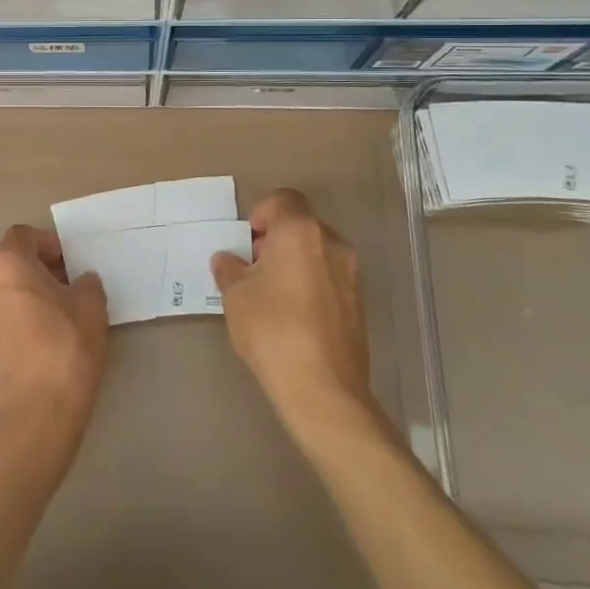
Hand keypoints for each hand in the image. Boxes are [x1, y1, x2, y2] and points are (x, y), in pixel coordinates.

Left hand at [0, 225, 109, 443]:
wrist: (34, 417)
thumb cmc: (64, 349)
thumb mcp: (91, 307)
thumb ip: (86, 284)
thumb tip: (80, 282)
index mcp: (6, 265)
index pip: (23, 235)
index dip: (48, 242)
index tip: (69, 262)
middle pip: (10, 263)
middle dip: (39, 270)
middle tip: (69, 288)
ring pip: (4, 293)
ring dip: (28, 295)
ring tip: (59, 317)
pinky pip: (0, 320)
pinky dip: (19, 320)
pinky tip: (44, 341)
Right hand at [210, 190, 376, 439]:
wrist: (323, 389)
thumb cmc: (271, 329)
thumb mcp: (235, 295)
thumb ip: (230, 268)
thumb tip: (229, 260)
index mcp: (300, 231)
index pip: (284, 199)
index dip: (262, 213)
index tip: (248, 242)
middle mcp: (332, 244)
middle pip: (302, 225)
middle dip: (276, 240)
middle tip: (254, 270)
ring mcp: (351, 275)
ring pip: (317, 253)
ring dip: (295, 263)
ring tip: (272, 296)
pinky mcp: (359, 304)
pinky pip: (329, 279)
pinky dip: (311, 285)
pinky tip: (293, 318)